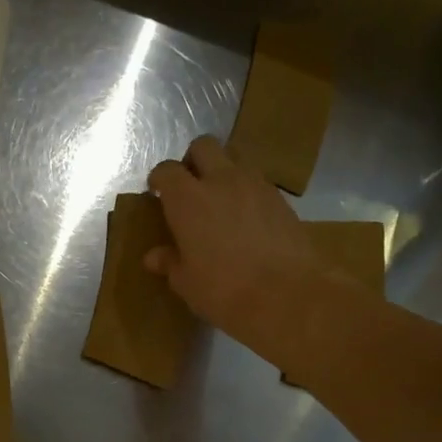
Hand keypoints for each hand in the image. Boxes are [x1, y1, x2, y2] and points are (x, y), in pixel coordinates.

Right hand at [146, 136, 325, 360]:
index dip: (159, 179)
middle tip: (189, 188)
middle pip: (204, 146)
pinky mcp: (281, 198)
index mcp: (188, 200)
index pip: (167, 171)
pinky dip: (246, 191)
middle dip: (193, 161)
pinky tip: (246, 219)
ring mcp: (256, 185)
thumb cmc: (223, 290)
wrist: (287, 295)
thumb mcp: (186, 281)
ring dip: (223, 172)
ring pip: (235, 158)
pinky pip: (257, 182)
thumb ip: (170, 262)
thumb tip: (155, 256)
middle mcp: (221, 181)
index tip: (157, 193)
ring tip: (220, 202)